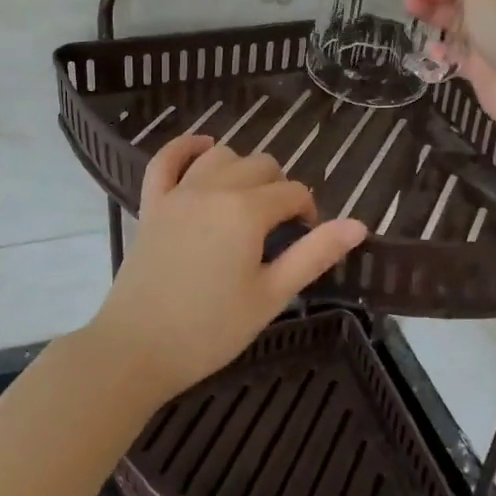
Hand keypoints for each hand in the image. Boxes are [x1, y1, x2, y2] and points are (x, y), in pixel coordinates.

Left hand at [86, 135, 368, 402]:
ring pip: (221, 156)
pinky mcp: (151, 204)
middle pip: (261, 165)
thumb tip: (359, 225)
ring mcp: (178, 193)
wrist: (137, 349)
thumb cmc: (211, 329)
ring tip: (249, 201)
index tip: (306, 240)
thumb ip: (314, 254)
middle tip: (279, 230)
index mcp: (247, 211)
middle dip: (279, 190)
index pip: (293, 193)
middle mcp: (214, 189)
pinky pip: (165, 160)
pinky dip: (185, 147)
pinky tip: (203, 147)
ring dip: (242, 169)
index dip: (308, 212)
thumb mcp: (272, 295)